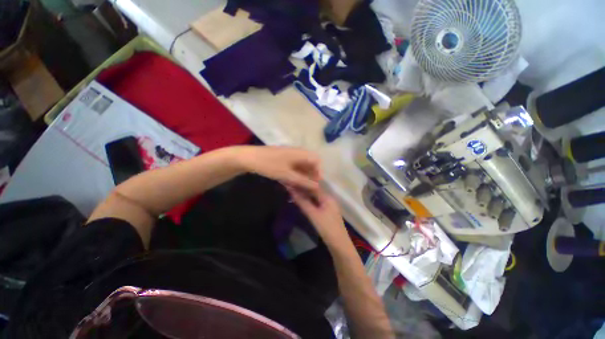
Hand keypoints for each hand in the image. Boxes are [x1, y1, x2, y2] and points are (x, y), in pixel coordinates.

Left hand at [239, 146, 321, 191]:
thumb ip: (303, 181)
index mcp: (300, 153)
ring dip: (303, 177)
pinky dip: (295, 175)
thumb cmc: (269, 165)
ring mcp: (290, 156)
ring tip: (301, 188)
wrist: (248, 158)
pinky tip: (292, 184)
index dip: (319, 172)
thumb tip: (317, 187)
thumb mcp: (287, 174)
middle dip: (311, 176)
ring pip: (301, 166)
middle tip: (308, 188)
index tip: (316, 184)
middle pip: (310, 163)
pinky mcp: (283, 159)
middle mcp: (297, 153)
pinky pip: (294, 167)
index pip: (316, 160)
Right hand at [287, 186, 349, 247]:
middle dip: (303, 190)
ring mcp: (328, 206)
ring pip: (315, 198)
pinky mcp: (327, 213)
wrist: (339, 245)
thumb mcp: (313, 215)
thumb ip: (303, 202)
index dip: (303, 184)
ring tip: (294, 194)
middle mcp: (329, 199)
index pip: (314, 186)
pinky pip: (316, 204)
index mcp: (328, 197)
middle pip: (315, 192)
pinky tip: (302, 203)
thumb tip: (292, 191)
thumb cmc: (327, 228)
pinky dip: (309, 202)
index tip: (292, 182)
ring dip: (305, 196)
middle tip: (291, 188)